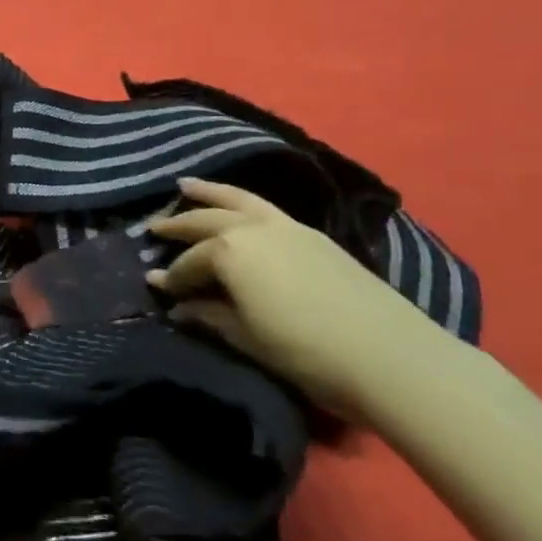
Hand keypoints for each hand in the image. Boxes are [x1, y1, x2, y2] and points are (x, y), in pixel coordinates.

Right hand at [147, 178, 440, 421]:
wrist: (388, 355)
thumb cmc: (306, 352)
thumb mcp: (247, 338)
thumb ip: (209, 316)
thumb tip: (179, 307)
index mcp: (230, 252)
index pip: (189, 263)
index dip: (171, 278)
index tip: (154, 287)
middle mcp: (252, 228)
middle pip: (206, 221)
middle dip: (177, 224)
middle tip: (153, 227)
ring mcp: (285, 225)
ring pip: (237, 199)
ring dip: (208, 193)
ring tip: (185, 185)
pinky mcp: (311, 233)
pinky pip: (263, 206)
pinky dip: (240, 201)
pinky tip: (238, 209)